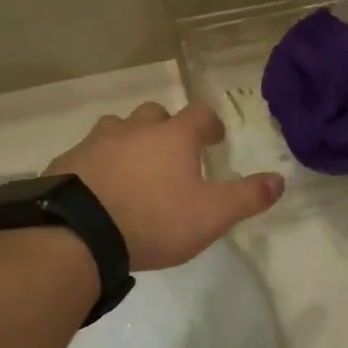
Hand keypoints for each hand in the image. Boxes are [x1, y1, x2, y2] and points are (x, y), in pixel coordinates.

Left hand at [46, 102, 283, 270]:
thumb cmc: (154, 220)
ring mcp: (97, 142)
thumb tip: (280, 180)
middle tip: (173, 154)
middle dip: (167, 128)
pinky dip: (98, 164)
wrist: (78, 234)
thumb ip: (248, 197)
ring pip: (117, 128)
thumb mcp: (212, 215)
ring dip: (129, 140)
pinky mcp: (66, 162)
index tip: (215, 139)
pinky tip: (100, 188)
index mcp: (174, 136)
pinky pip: (87, 154)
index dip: (210, 124)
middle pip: (155, 114)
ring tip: (134, 168)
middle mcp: (135, 129)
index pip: (199, 114)